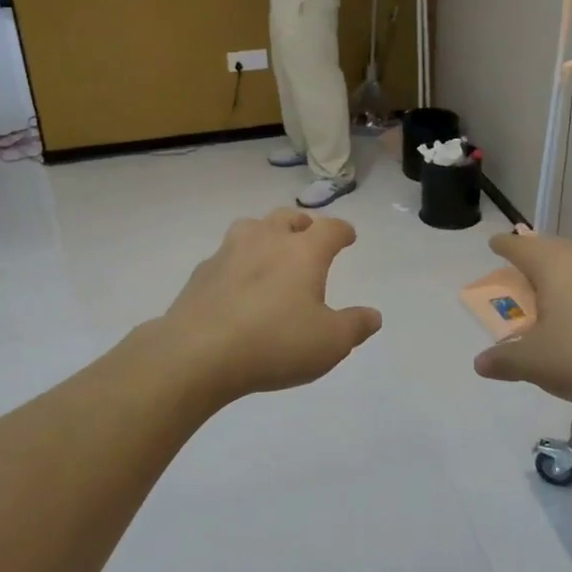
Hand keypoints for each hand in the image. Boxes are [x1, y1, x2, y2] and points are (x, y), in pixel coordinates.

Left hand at [160, 210, 381, 406]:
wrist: (198, 353)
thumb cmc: (275, 343)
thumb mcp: (329, 343)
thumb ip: (355, 326)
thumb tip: (373, 315)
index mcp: (303, 252)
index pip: (330, 229)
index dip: (343, 231)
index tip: (348, 236)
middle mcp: (266, 240)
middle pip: (287, 218)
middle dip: (302, 224)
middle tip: (308, 237)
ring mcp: (229, 252)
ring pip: (251, 227)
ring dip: (266, 233)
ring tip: (271, 251)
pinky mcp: (202, 273)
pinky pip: (226, 255)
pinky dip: (238, 261)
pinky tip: (237, 283)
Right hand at [472, 232, 571, 409]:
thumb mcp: (535, 363)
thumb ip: (504, 360)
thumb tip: (480, 363)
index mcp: (553, 264)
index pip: (520, 246)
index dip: (504, 246)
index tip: (494, 244)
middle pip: (551, 249)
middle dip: (533, 258)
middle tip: (520, 272)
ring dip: (562, 274)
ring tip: (552, 294)